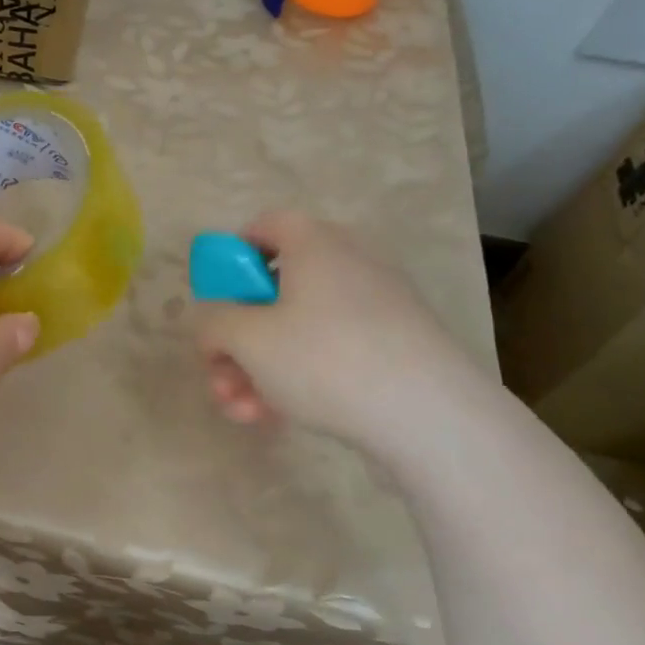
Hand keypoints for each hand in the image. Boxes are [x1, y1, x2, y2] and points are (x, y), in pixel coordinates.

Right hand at [196, 211, 474, 451]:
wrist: (431, 417)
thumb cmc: (325, 359)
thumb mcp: (247, 339)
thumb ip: (213, 324)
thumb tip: (215, 327)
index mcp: (315, 243)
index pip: (265, 226)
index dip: (231, 257)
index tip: (216, 299)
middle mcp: (349, 263)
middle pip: (276, 290)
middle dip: (237, 339)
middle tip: (219, 377)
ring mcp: (377, 306)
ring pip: (299, 329)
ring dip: (259, 368)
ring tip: (242, 412)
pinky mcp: (396, 347)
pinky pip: (332, 351)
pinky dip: (299, 378)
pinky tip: (276, 418)